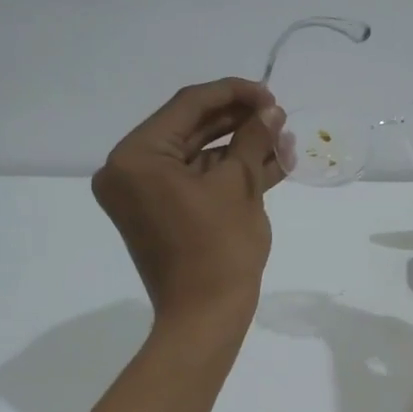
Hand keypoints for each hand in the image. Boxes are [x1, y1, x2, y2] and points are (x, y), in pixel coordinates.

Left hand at [93, 78, 286, 329]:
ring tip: (282, 139)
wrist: (206, 317)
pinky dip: (228, 174)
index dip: (233, 94)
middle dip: (239, 122)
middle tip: (277, 116)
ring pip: (198, 157)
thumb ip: (253, 139)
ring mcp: (144, 194)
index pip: (187, 107)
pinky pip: (196, 182)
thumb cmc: (219, 249)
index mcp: (136, 157)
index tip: (270, 94)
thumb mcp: (239, 186)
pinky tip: (269, 163)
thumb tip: (271, 112)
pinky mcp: (162, 213)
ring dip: (240, 148)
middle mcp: (129, 170)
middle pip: (191, 129)